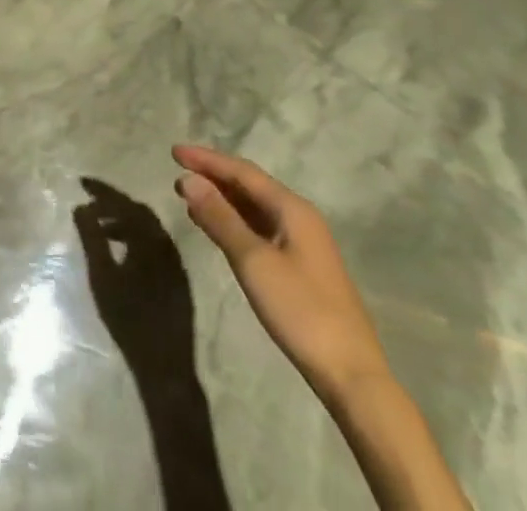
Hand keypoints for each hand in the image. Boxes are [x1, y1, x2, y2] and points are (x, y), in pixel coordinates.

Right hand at [74, 177, 196, 380]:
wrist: (165, 367)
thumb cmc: (130, 320)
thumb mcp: (103, 277)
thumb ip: (92, 239)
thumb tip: (80, 207)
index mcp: (151, 240)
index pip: (125, 203)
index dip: (102, 191)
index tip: (82, 183)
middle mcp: (167, 244)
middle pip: (138, 213)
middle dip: (113, 205)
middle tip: (89, 204)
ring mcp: (175, 262)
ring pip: (147, 229)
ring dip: (123, 223)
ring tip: (100, 229)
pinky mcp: (177, 279)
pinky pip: (154, 245)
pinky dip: (135, 239)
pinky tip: (122, 250)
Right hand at [172, 144, 388, 405]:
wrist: (351, 374)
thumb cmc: (300, 310)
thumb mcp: (253, 261)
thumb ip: (220, 218)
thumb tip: (188, 180)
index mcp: (292, 208)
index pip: (242, 171)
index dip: (207, 159)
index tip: (174, 152)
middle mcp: (299, 217)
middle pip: (250, 186)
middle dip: (213, 177)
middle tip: (178, 174)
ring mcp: (302, 243)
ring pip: (255, 208)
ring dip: (222, 200)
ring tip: (190, 197)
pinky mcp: (300, 267)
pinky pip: (260, 228)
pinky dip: (235, 221)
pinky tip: (217, 228)